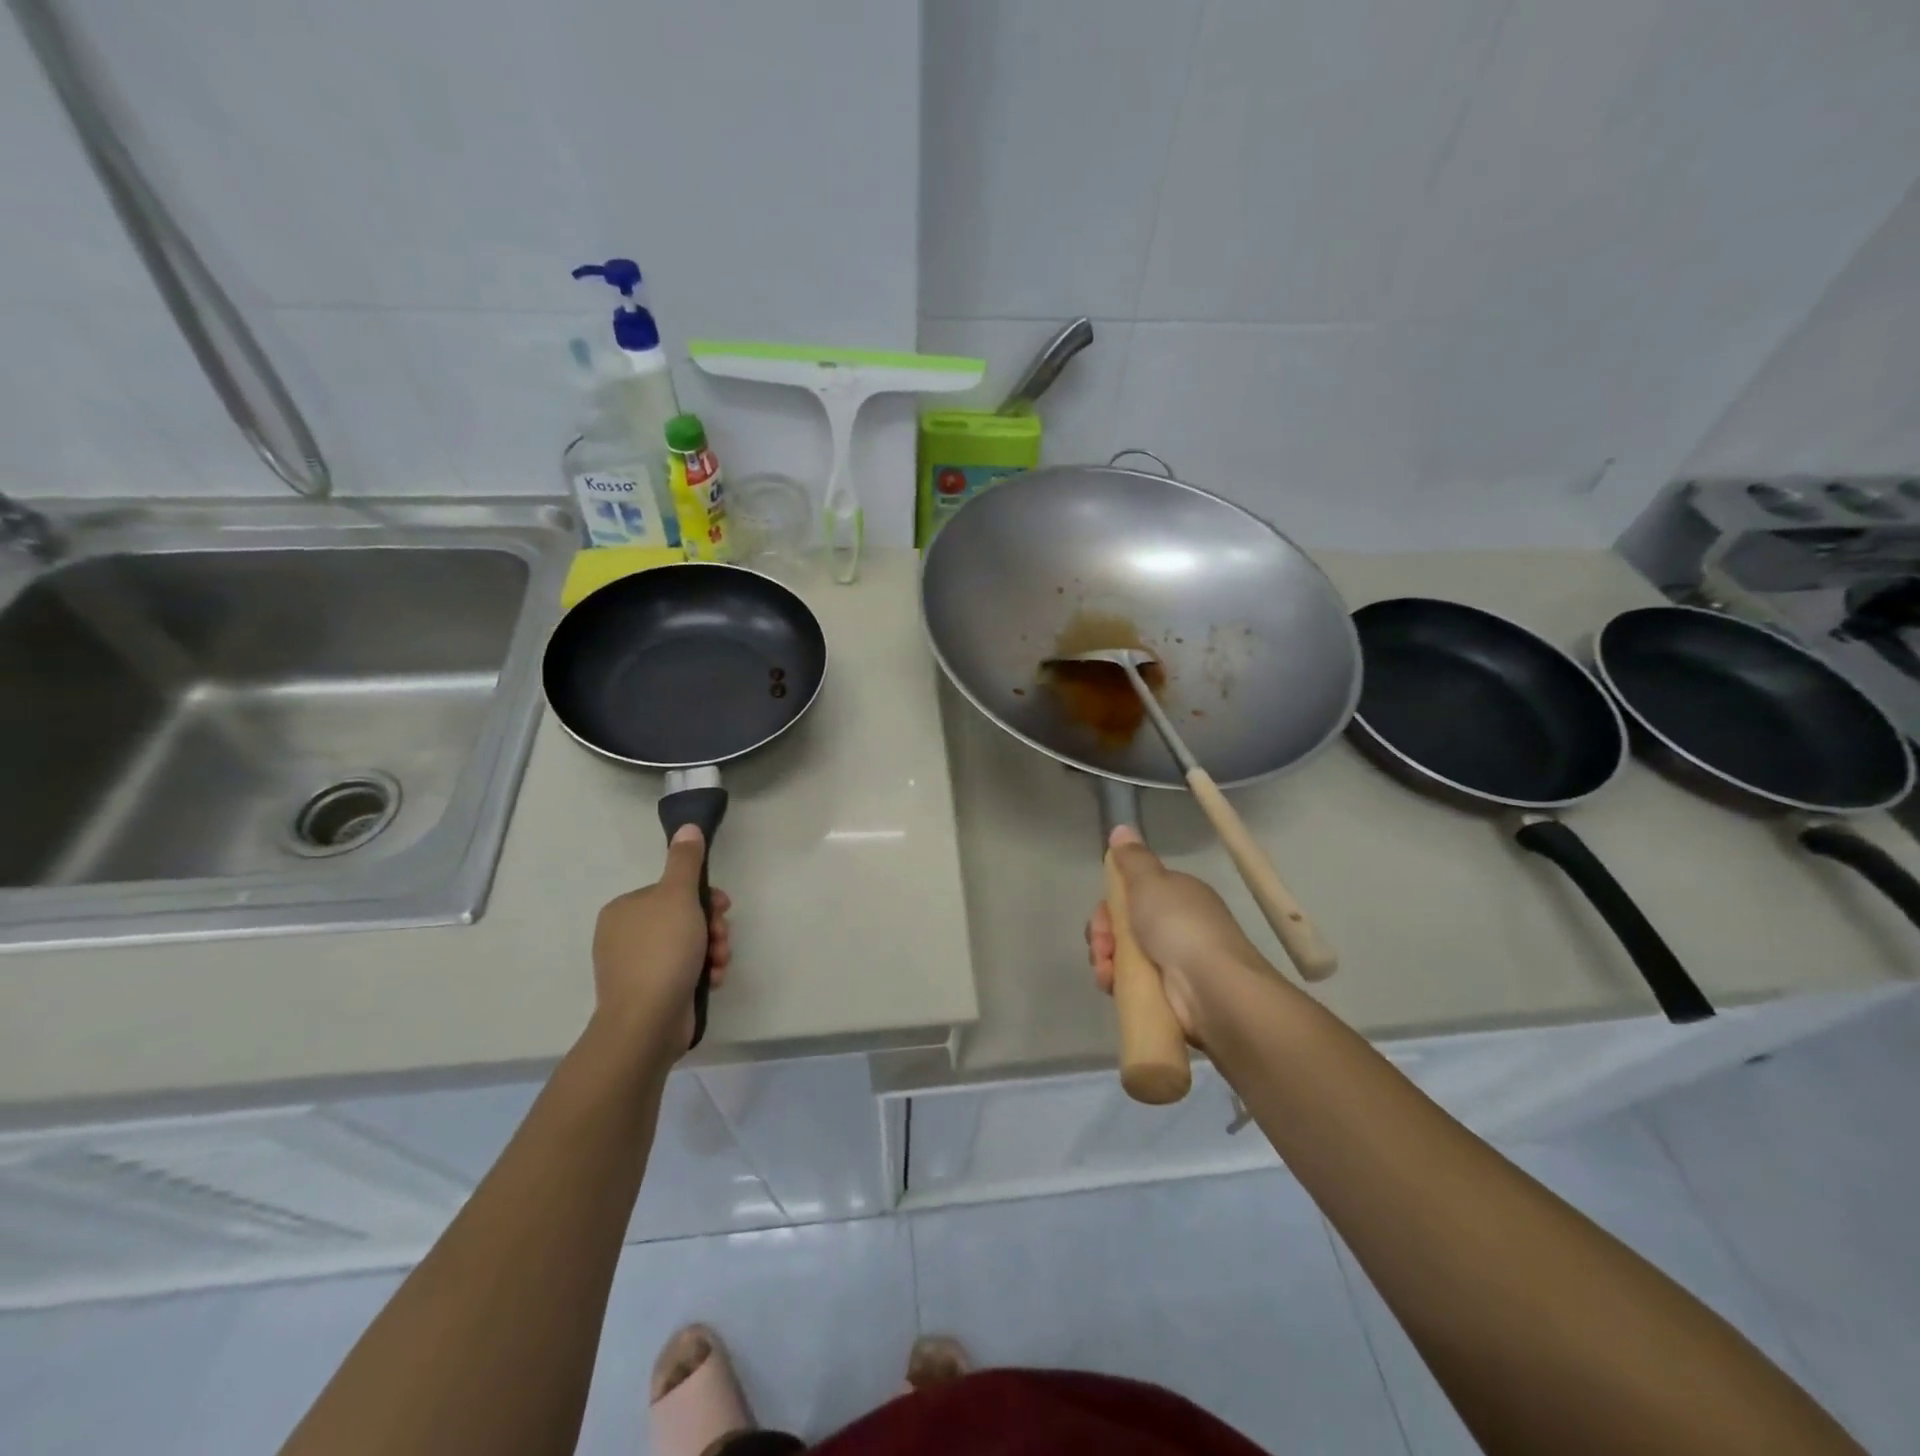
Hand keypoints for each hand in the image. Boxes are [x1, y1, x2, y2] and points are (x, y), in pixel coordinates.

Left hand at [593, 825, 731, 1054]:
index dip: (705, 897)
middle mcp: (625, 936)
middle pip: (683, 918)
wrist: (646, 1022)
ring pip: (688, 945)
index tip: (722, 907)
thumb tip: (687, 826)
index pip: (673, 891)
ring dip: (712, 950)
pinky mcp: (649, 993)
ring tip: (718, 963)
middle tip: (721, 938)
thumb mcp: (678, 896)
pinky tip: (713, 980)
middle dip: (712, 927)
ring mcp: (636, 967)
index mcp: (625, 909)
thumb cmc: (662, 951)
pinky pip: (683, 972)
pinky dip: (702, 972)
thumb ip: (686, 861)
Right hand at [1086, 826, 1266, 1043]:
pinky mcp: (1169, 995)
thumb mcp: (1150, 881)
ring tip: (1106, 970)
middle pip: (1125, 925)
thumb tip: (1121, 827)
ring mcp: (1174, 962)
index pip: (1134, 894)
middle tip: (1102, 944)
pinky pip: (1132, 983)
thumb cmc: (1179, 926)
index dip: (1110, 904)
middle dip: (1104, 934)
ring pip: (1124, 955)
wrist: (1212, 988)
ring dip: (1105, 959)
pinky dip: (1117, 983)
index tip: (1102, 915)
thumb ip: (1133, 858)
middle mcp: (1177, 926)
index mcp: (1178, 896)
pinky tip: (1111, 984)